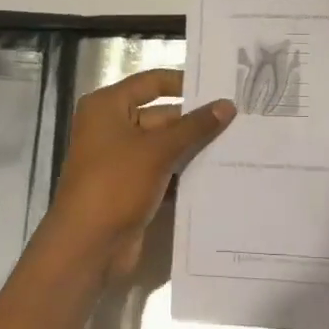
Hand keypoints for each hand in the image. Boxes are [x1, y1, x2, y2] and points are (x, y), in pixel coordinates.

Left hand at [45, 68, 235, 278]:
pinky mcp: (132, 186)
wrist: (88, 246)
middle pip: (162, 115)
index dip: (185, 83)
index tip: (221, 87)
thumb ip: (195, 126)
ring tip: (238, 144)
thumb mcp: (157, 150)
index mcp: (108, 106)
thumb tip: (228, 104)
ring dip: (194, 148)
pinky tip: (220, 173)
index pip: (152, 82)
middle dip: (196, 121)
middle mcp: (112, 127)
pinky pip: (164, 170)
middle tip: (240, 120)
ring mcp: (122, 159)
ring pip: (165, 145)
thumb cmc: (116, 184)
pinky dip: (185, 172)